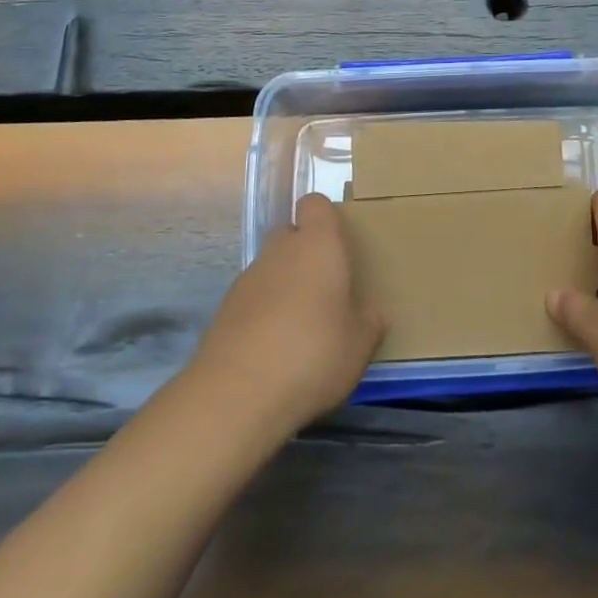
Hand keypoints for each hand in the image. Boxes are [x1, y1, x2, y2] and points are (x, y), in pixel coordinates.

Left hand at [189, 193, 384, 434]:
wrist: (238, 393)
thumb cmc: (313, 354)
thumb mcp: (359, 346)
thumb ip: (369, 323)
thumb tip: (372, 313)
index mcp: (318, 245)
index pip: (315, 204)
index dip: (326, 218)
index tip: (339, 244)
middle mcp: (280, 251)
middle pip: (290, 233)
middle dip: (305, 253)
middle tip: (325, 288)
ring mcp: (248, 278)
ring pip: (271, 267)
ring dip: (284, 285)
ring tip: (301, 327)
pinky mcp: (225, 309)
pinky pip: (253, 298)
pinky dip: (263, 312)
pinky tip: (274, 349)